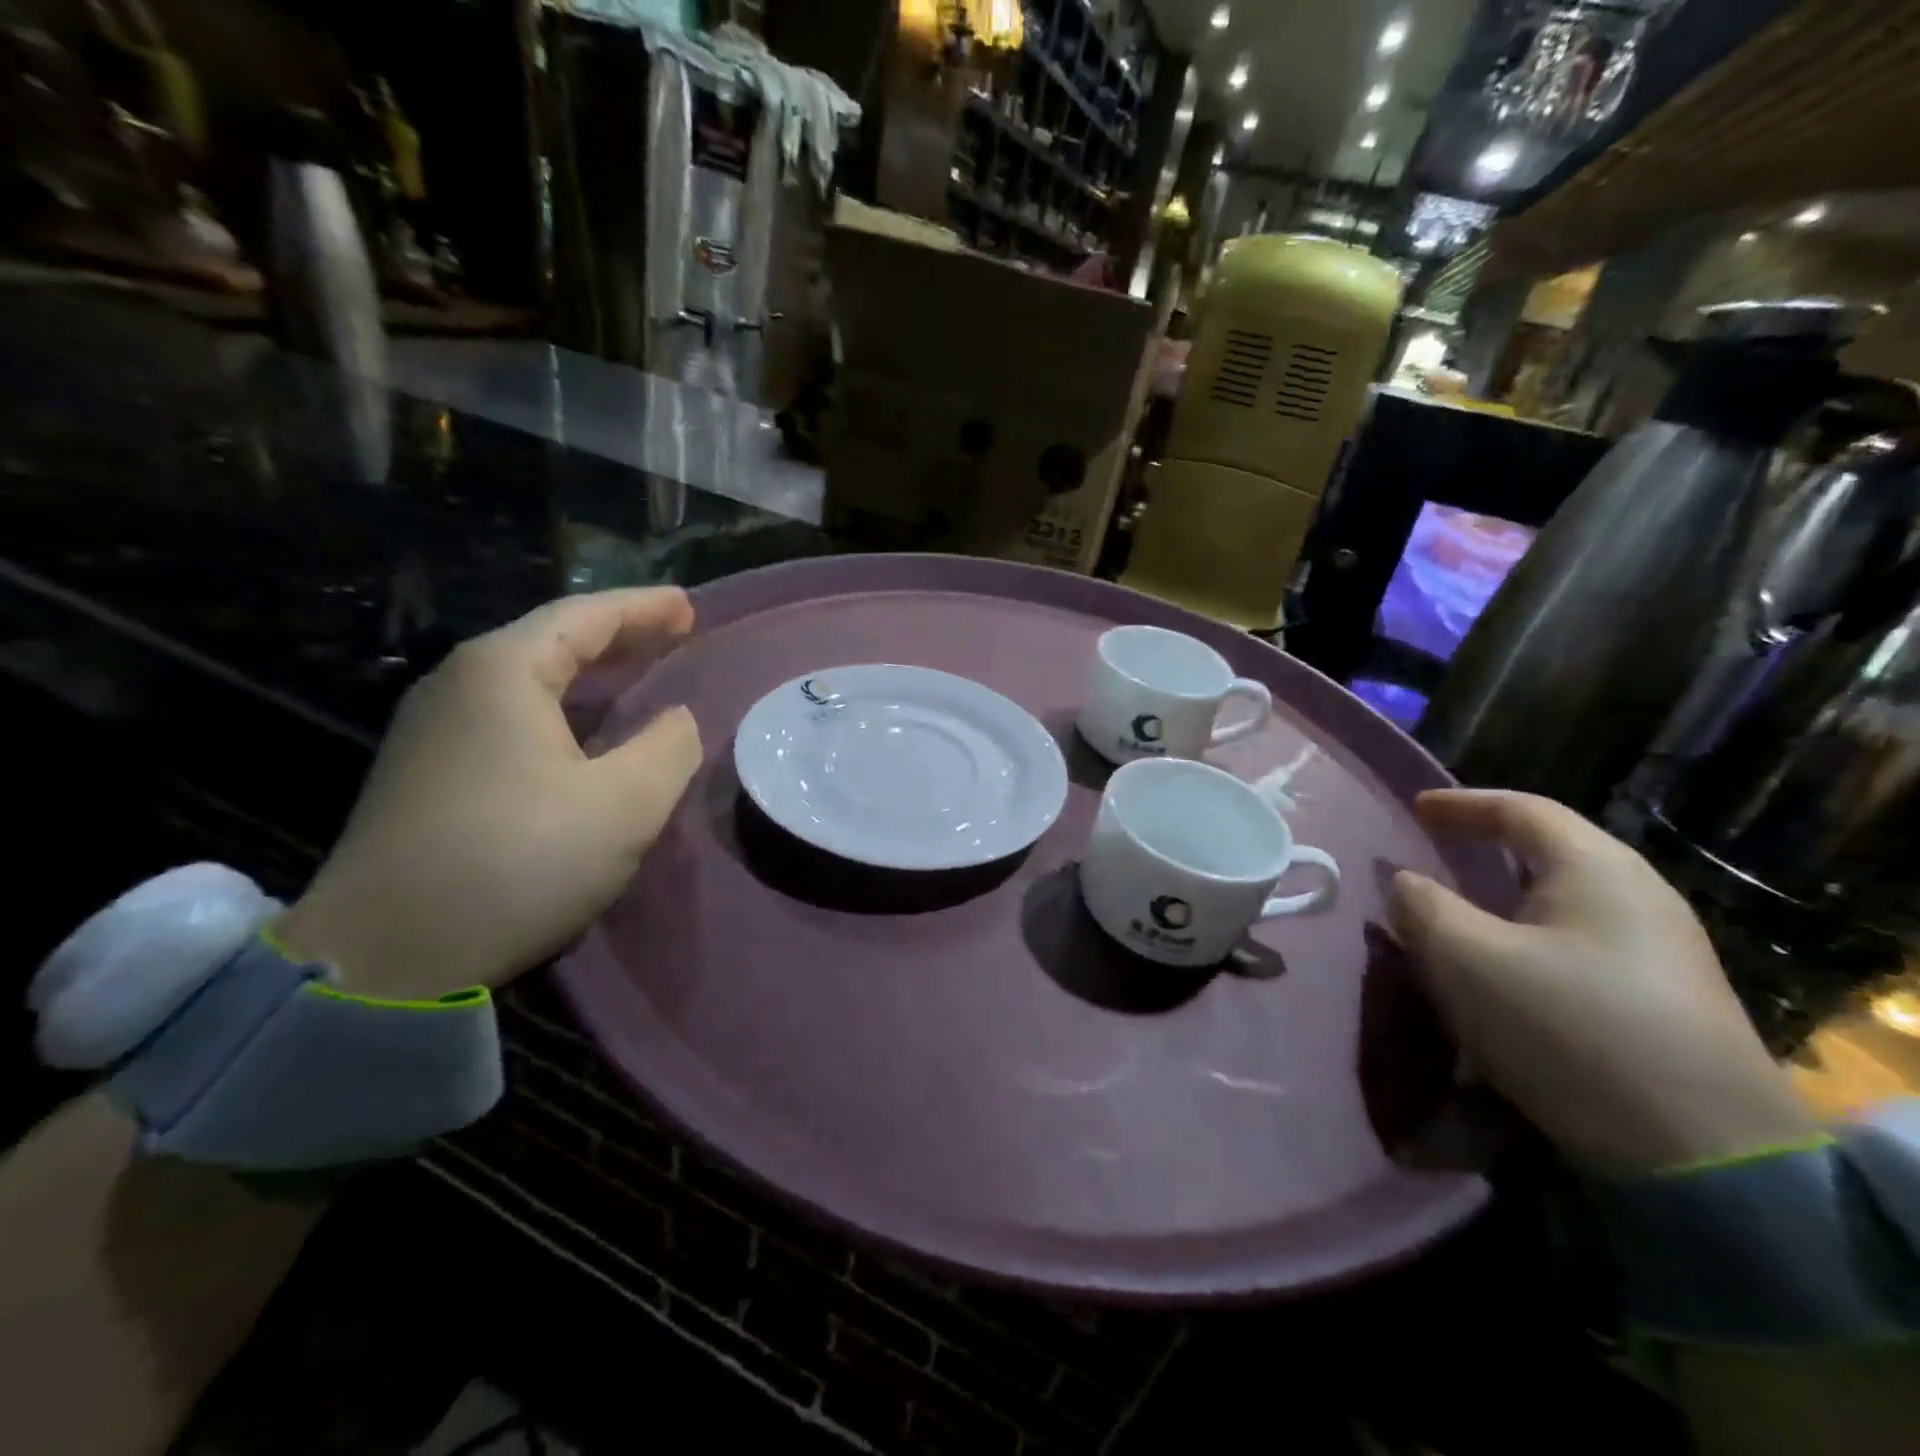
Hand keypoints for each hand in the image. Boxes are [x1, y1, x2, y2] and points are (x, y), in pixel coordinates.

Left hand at [274, 589, 702, 1000]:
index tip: (689, 606)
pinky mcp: (428, 773)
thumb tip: (675, 720)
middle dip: (620, 635)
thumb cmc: (517, 863)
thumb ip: (668, 747)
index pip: (586, 617)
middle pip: (552, 640)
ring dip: (591, 673)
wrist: (384, 957)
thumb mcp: (624, 805)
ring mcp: (433, 730)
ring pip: (529, 679)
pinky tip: (585, 730)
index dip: (644, 608)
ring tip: (639, 673)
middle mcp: (458, 685)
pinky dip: (563, 708)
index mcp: (502, 673)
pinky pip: (510, 715)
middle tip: (675, 634)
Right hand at [1387, 789, 1815, 1176]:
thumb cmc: (1566, 1028)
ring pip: (1563, 900)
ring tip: (1461, 912)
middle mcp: (1639, 896)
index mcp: (1596, 869)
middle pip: (1549, 850)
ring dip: (1505, 898)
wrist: (1704, 1157)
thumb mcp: (1466, 959)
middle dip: (1486, 847)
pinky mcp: (1666, 999)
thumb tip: (1405, 882)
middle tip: (1436, 852)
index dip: (1460, 804)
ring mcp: (1662, 950)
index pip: (1521, 810)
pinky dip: (1529, 936)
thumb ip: (1421, 907)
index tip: (1414, 809)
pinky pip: (1579, 941)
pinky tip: (1506, 969)